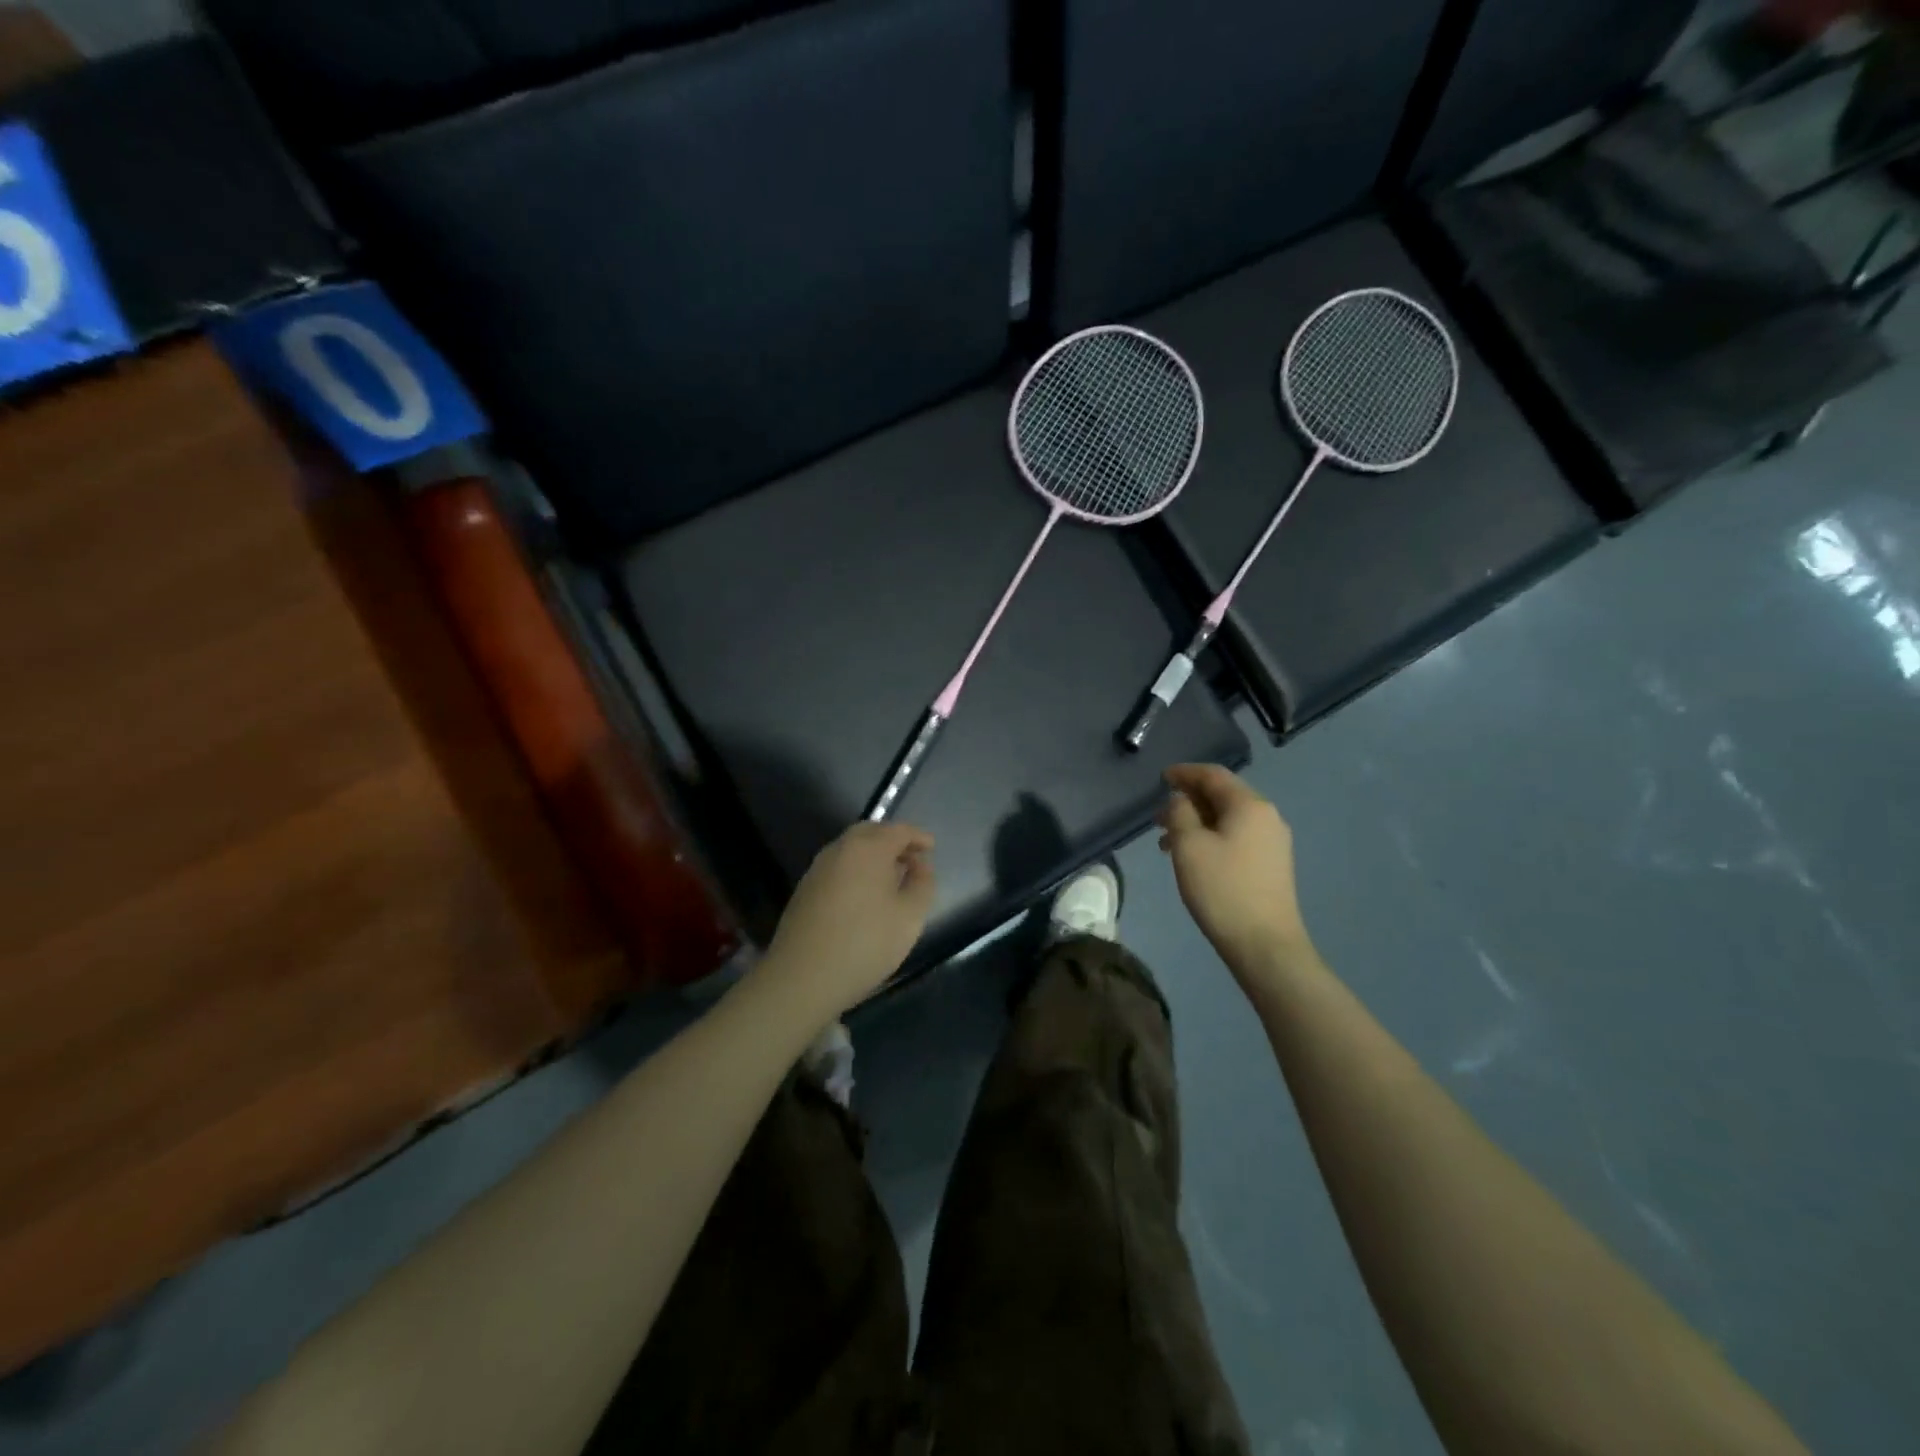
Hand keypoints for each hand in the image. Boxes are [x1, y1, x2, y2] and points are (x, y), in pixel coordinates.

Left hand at [757, 821, 936, 1022]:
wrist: (802, 977)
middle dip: (893, 841)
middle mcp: (839, 850)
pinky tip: (864, 896)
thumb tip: (919, 865)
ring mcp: (817, 869)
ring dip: (873, 856)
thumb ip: (922, 883)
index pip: (899, 830)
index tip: (931, 848)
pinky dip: (856, 870)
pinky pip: (838, 868)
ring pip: (851, 850)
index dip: (918, 837)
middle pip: (871, 833)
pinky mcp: (805, 890)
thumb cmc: (865, 943)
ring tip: (891, 879)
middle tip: (911, 860)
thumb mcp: (910, 916)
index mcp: (868, 848)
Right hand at [1157, 765, 1314, 986]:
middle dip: (1188, 801)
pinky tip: (1193, 857)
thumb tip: (1180, 799)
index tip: (1161, 778)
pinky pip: (1237, 837)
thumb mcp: (1189, 846)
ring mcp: (1273, 842)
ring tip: (1167, 843)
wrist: (1265, 945)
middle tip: (1158, 817)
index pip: (1213, 775)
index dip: (1184, 773)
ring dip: (1197, 822)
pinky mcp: (1272, 864)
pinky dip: (1212, 837)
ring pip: (1228, 819)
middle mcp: (1267, 817)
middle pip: (1223, 795)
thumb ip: (1179, 813)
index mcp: (1249, 805)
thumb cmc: (1222, 889)